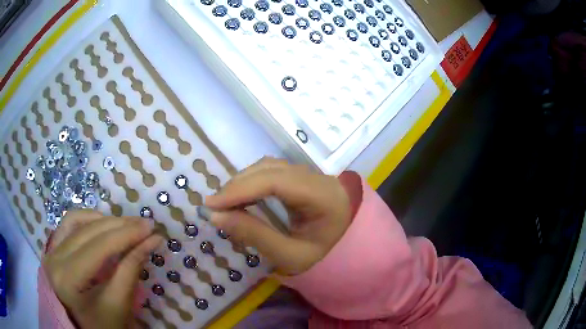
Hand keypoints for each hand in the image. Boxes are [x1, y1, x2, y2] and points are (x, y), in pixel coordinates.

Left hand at [43, 210, 162, 328]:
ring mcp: (51, 250)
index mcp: (67, 279)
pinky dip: (87, 219)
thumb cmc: (103, 325)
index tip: (152, 228)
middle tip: (145, 225)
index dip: (126, 235)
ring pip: (77, 221)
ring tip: (126, 226)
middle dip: (120, 225)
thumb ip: (132, 270)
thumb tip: (152, 240)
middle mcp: (54, 258)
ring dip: (104, 220)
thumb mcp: (119, 304)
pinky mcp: (53, 247)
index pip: (98, 247)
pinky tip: (102, 222)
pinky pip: (68, 223)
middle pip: (88, 232)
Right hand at [205, 158, 357, 274]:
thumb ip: (255, 236)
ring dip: (243, 181)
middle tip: (213, 205)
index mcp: (323, 196)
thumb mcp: (290, 256)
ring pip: (269, 167)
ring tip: (224, 202)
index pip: (276, 182)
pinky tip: (241, 195)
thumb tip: (216, 216)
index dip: (241, 189)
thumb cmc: (322, 256)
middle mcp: (318, 177)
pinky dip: (251, 181)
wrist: (346, 247)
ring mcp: (310, 173)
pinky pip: (271, 171)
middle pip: (271, 169)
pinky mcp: (302, 177)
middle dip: (238, 185)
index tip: (212, 204)